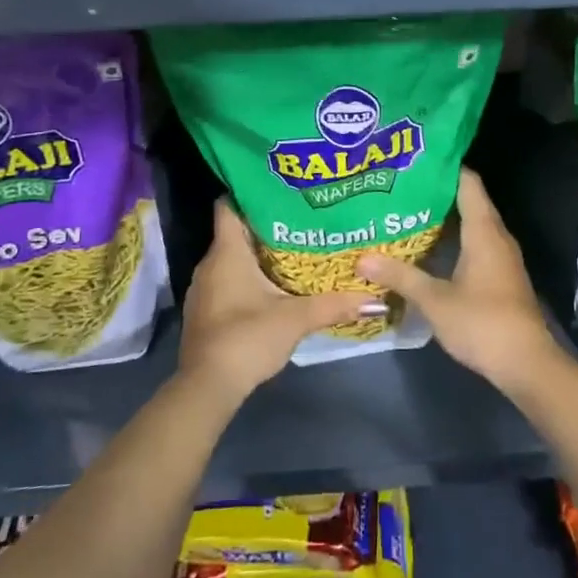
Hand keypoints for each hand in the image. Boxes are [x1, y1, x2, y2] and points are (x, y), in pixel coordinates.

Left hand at [179, 200, 377, 403]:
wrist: (207, 386)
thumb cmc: (248, 338)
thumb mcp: (296, 319)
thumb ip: (333, 305)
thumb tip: (374, 298)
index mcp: (227, 253)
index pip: (228, 206)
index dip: (249, 194)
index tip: (278, 190)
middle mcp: (210, 264)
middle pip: (235, 233)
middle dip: (265, 226)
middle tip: (300, 221)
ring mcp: (203, 289)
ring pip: (231, 259)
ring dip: (257, 255)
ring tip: (293, 250)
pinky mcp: (205, 311)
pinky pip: (226, 282)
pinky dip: (247, 278)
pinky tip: (273, 286)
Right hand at [357, 168, 561, 390]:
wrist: (527, 364)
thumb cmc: (482, 322)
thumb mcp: (434, 299)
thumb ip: (400, 276)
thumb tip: (362, 258)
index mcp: (484, 231)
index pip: (467, 183)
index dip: (444, 167)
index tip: (414, 160)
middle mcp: (496, 236)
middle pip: (468, 201)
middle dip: (437, 192)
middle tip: (400, 187)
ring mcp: (501, 258)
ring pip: (472, 225)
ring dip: (444, 218)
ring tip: (407, 212)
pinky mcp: (500, 277)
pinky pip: (475, 245)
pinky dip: (453, 240)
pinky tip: (429, 248)